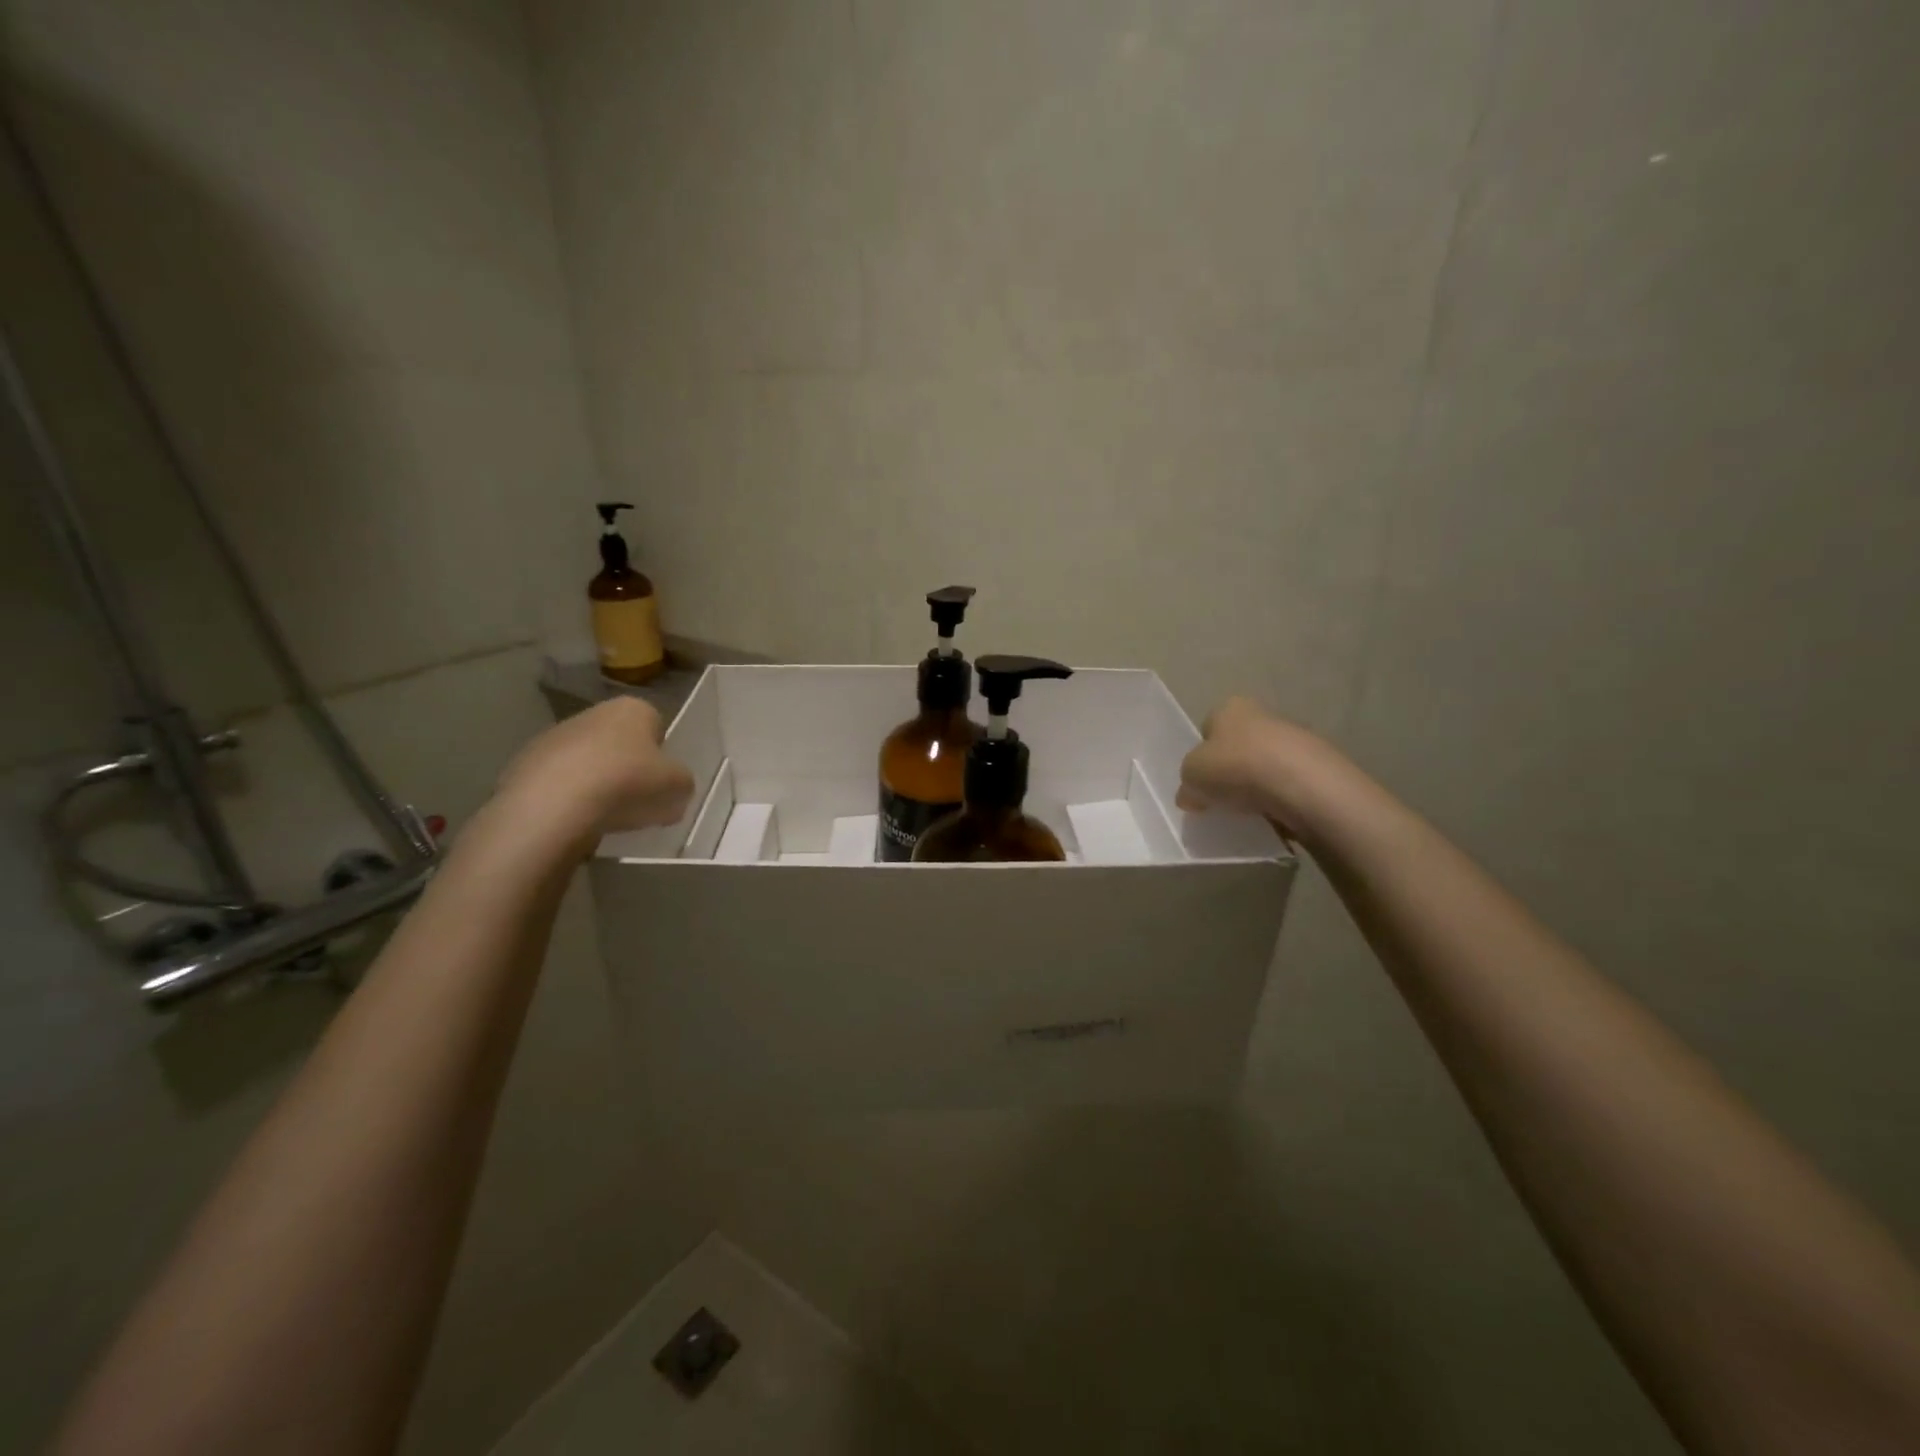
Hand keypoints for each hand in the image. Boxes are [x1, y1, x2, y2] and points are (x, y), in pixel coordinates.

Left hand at [494, 696, 694, 850]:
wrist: (554, 805)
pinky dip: (569, 797)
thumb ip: (682, 782)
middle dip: (628, 767)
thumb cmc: (627, 784)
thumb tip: (675, 787)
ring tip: (604, 817)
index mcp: (633, 708)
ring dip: (597, 782)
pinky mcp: (525, 763)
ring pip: (588, 760)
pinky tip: (575, 820)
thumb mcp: (677, 786)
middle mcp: (593, 713)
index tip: (661, 782)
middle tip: (636, 801)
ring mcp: (555, 736)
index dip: (661, 755)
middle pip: (620, 741)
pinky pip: (559, 780)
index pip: (656, 725)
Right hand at [1177, 696, 1354, 839]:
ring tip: (1249, 814)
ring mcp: (1296, 739)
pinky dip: (1281, 801)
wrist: (1303, 785)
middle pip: (1238, 747)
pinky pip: (1290, 786)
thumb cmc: (1237, 767)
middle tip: (1221, 800)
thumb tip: (1190, 796)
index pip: (1208, 729)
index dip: (1201, 757)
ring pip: (1266, 766)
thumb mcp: (1192, 776)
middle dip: (1231, 772)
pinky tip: (1275, 817)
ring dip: (1257, 788)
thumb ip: (1187, 784)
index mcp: (1229, 708)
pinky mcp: (1320, 767)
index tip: (1200, 783)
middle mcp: (1263, 714)